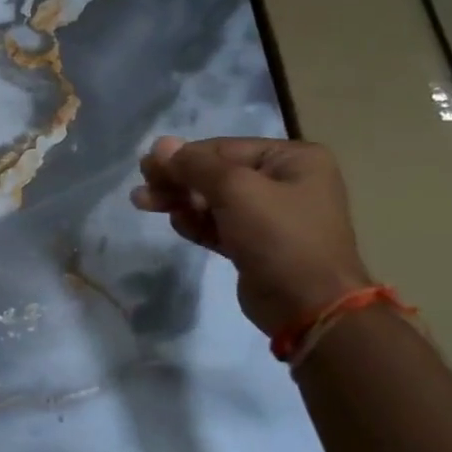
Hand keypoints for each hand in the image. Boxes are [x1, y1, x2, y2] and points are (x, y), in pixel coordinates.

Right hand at [131, 135, 371, 335]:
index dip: (184, 156)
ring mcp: (272, 216)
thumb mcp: (236, 190)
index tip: (146, 166)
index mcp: (293, 159)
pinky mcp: (256, 246)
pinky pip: (219, 225)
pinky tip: (176, 223)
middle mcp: (285, 182)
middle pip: (218, 174)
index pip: (225, 149)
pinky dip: (196, 222)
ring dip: (180, 201)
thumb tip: (160, 145)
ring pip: (215, 200)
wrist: (309, 307)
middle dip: (178, 180)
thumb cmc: (279, 236)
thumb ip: (195, 165)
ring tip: (143, 202)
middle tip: (142, 186)